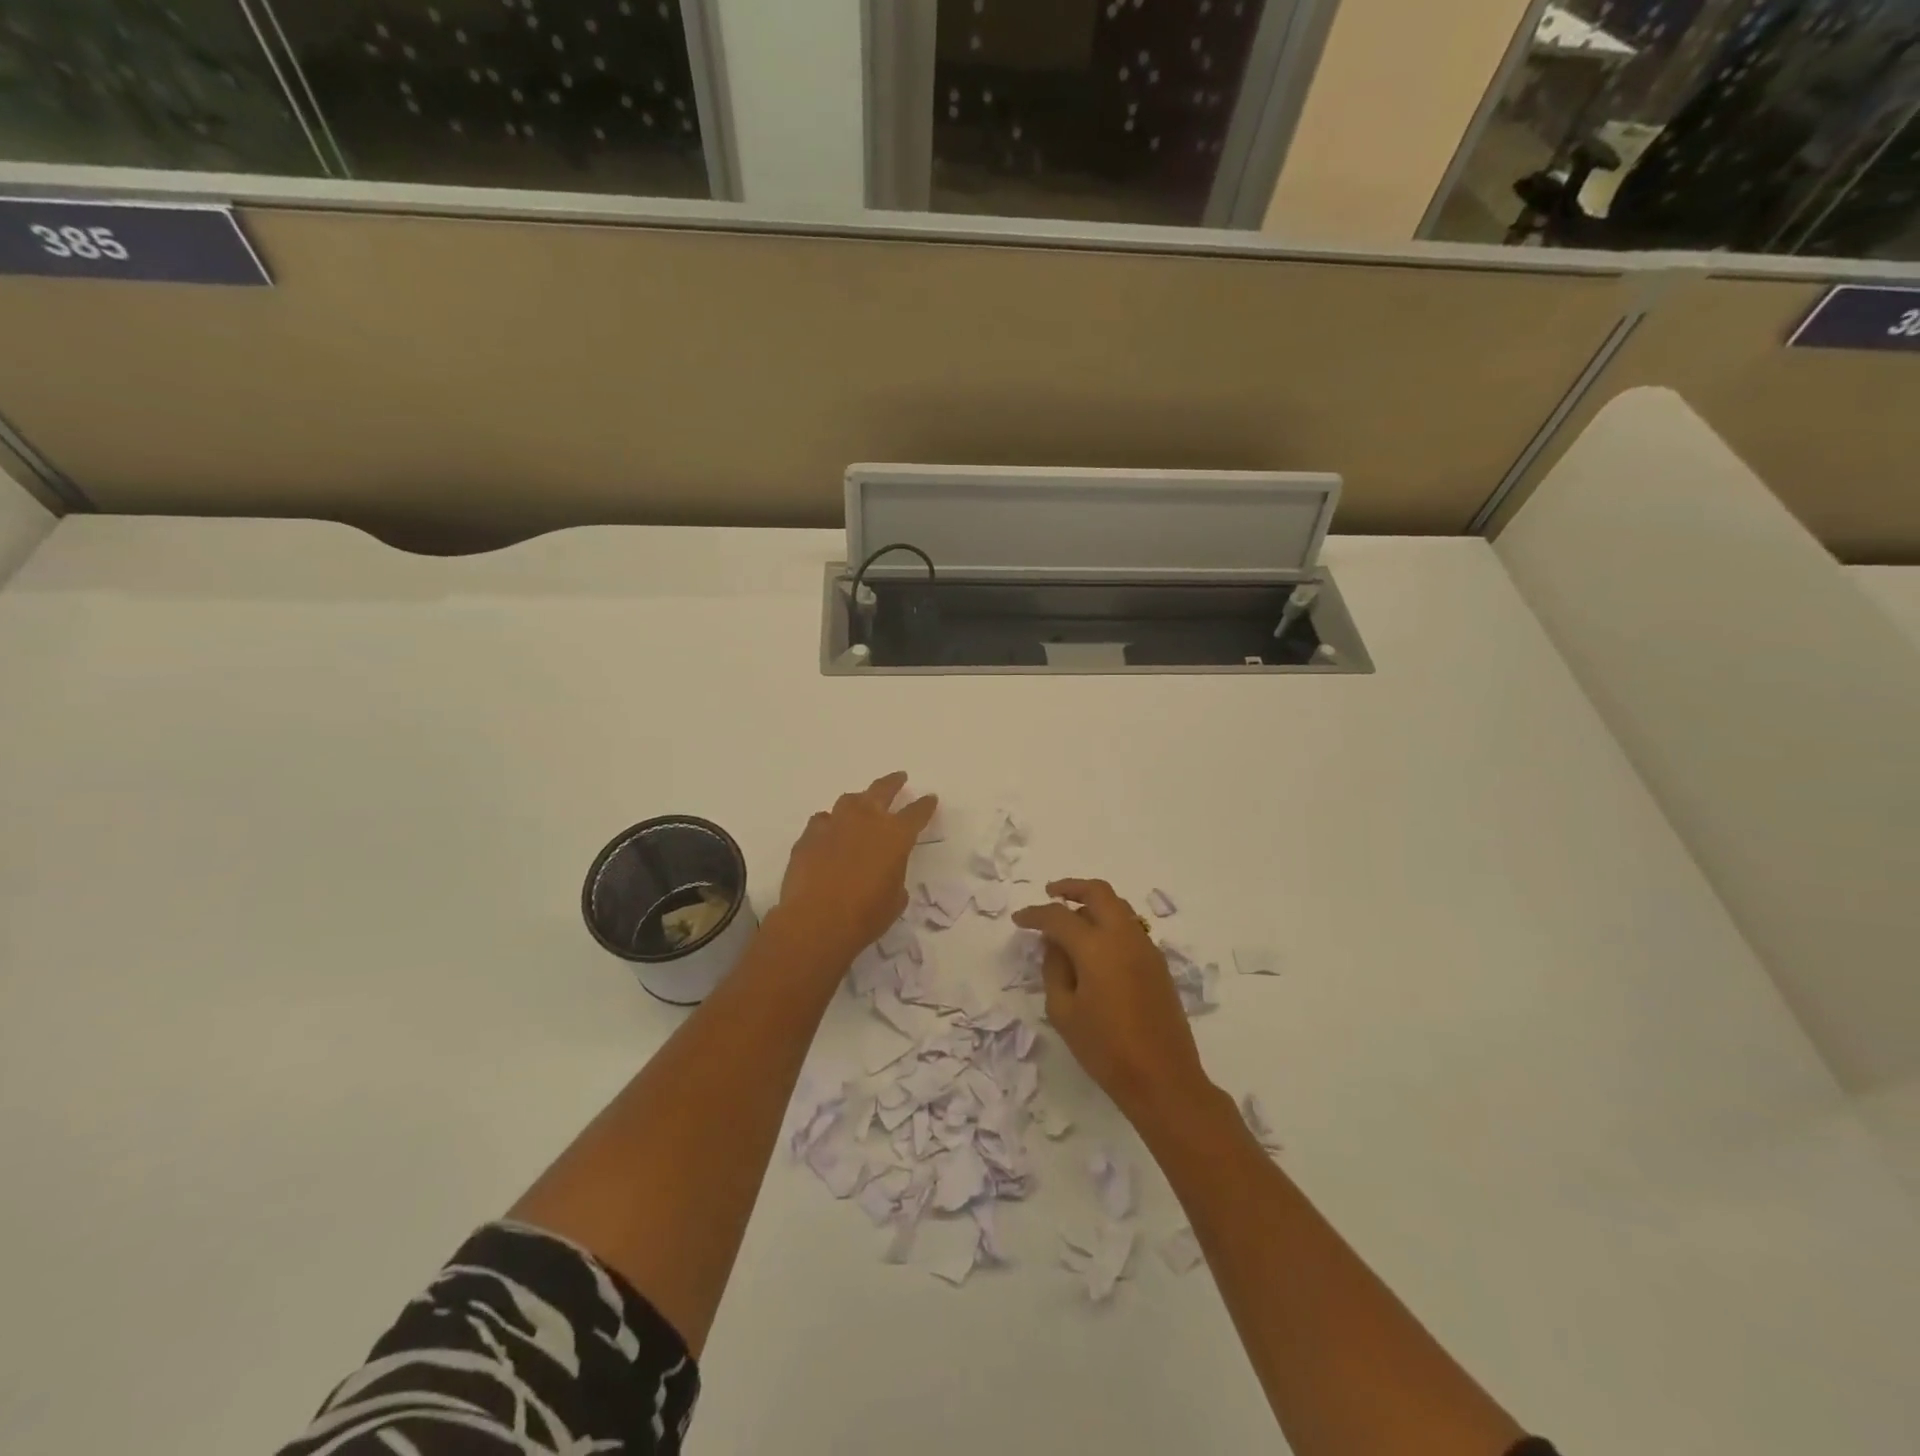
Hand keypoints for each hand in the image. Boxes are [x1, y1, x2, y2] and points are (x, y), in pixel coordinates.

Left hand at [774, 772, 936, 969]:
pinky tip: (829, 832)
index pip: (916, 813)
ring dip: (859, 801)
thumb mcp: (895, 898)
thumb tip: (885, 871)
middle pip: (882, 790)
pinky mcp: (809, 835)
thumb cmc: (865, 915)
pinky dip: (830, 823)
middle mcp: (866, 820)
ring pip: (849, 800)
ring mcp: (834, 824)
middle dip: (893, 783)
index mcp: (895, 835)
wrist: (815, 921)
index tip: (929, 799)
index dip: (925, 806)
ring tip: (861, 804)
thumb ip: (895, 875)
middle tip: (899, 778)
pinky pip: (822, 820)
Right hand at [1013, 879, 1213, 1125]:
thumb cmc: (1105, 1049)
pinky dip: (1109, 922)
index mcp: (1096, 947)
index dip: (1035, 914)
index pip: (1059, 916)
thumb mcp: (1064, 1012)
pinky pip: (1130, 927)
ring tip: (1072, 917)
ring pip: (1118, 906)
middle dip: (1071, 888)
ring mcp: (1146, 948)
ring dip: (1093, 903)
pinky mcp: (1158, 963)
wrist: (1163, 1078)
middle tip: (1050, 893)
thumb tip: (1055, 945)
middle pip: (1098, 892)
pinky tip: (1096, 945)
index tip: (1019, 920)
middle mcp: (1124, 936)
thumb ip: (1054, 970)